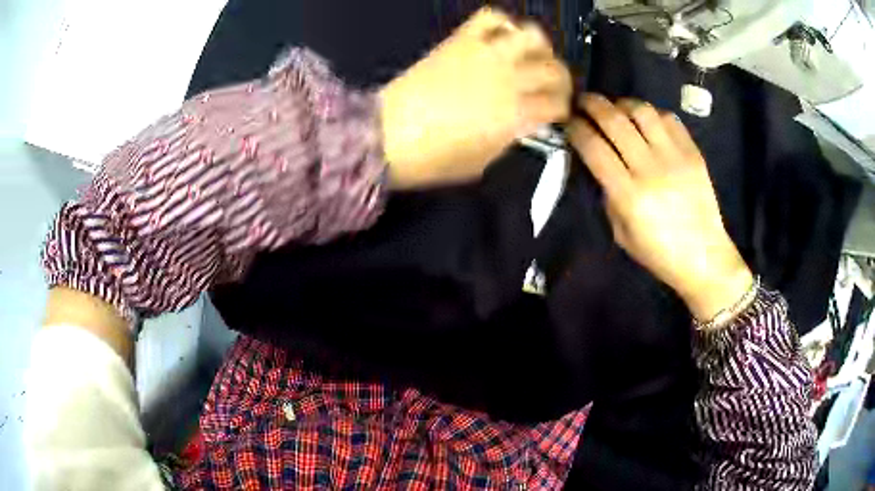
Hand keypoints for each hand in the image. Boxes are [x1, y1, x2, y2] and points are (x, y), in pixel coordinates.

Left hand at [380, 7, 571, 188]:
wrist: (387, 136)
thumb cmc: (434, 159)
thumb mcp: (483, 161)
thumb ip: (508, 138)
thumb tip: (519, 123)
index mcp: (516, 115)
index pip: (557, 104)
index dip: (561, 109)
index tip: (555, 113)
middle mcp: (510, 79)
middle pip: (553, 70)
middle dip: (559, 80)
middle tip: (550, 87)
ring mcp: (486, 55)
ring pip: (532, 36)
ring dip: (539, 46)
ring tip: (531, 56)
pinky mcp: (461, 41)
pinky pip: (490, 18)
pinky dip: (502, 23)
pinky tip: (502, 35)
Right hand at [568, 94, 752, 321]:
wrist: (704, 257)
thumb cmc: (659, 253)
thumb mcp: (621, 233)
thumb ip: (608, 194)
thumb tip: (599, 163)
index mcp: (629, 195)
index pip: (594, 147)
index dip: (576, 129)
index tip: (569, 122)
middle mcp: (650, 169)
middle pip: (614, 121)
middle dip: (592, 105)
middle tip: (584, 101)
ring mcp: (675, 158)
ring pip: (642, 112)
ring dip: (622, 104)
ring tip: (616, 108)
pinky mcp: (693, 153)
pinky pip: (669, 119)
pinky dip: (652, 114)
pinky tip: (646, 121)